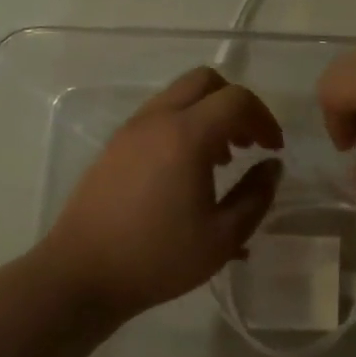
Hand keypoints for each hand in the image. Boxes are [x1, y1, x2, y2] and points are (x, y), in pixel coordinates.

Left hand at [40, 67, 284, 316]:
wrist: (81, 275)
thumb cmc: (157, 259)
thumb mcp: (223, 237)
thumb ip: (256, 196)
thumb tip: (272, 167)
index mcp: (187, 135)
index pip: (237, 100)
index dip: (264, 119)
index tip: (274, 150)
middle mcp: (158, 119)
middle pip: (206, 81)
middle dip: (236, 104)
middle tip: (249, 143)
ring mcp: (132, 129)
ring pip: (179, 95)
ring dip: (209, 114)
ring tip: (222, 160)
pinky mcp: (115, 145)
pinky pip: (159, 115)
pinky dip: (184, 125)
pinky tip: (187, 170)